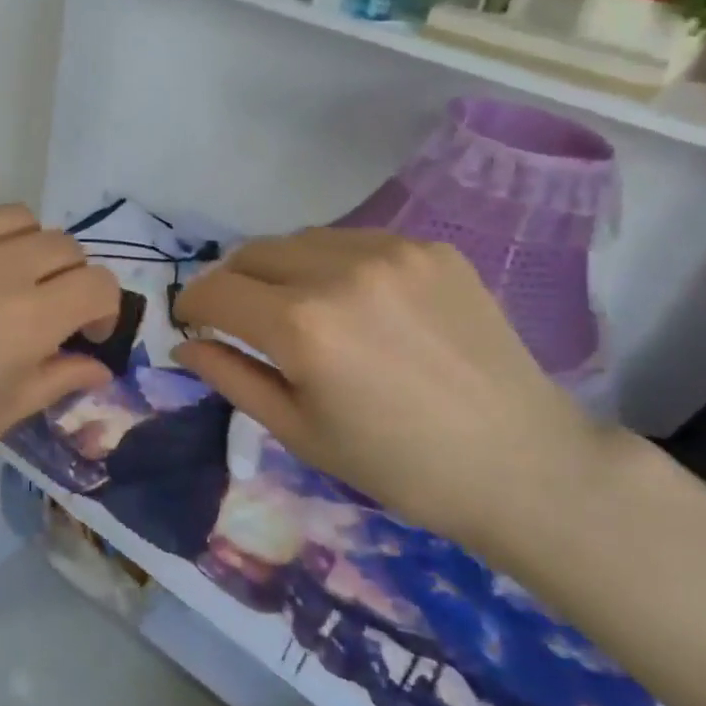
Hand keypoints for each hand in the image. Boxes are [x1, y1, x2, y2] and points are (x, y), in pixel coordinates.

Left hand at [0, 205, 119, 490]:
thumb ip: (59, 380)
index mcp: (29, 317)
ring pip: (20, 218)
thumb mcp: (0, 415)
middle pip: (65, 246)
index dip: (104, 308)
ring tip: (3, 279)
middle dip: (69, 278)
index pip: (98, 284)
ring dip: (27, 248)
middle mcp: (0, 264)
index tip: (85, 331)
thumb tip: (98, 366)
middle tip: (45, 307)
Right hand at [171, 228, 620, 552]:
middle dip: (232, 284)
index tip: (192, 321)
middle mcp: (340, 271)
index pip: (216, 290)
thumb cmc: (397, 465)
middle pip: (251, 253)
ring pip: (300, 240)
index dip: (191, 304)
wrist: (521, 461)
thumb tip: (184, 342)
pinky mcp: (431, 248)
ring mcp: (391, 251)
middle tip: (241, 320)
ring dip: (280, 270)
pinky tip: (355, 303)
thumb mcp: (298, 431)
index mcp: (302, 326)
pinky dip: (332, 264)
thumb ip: (231, 376)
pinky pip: (354, 241)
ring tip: (299, 310)